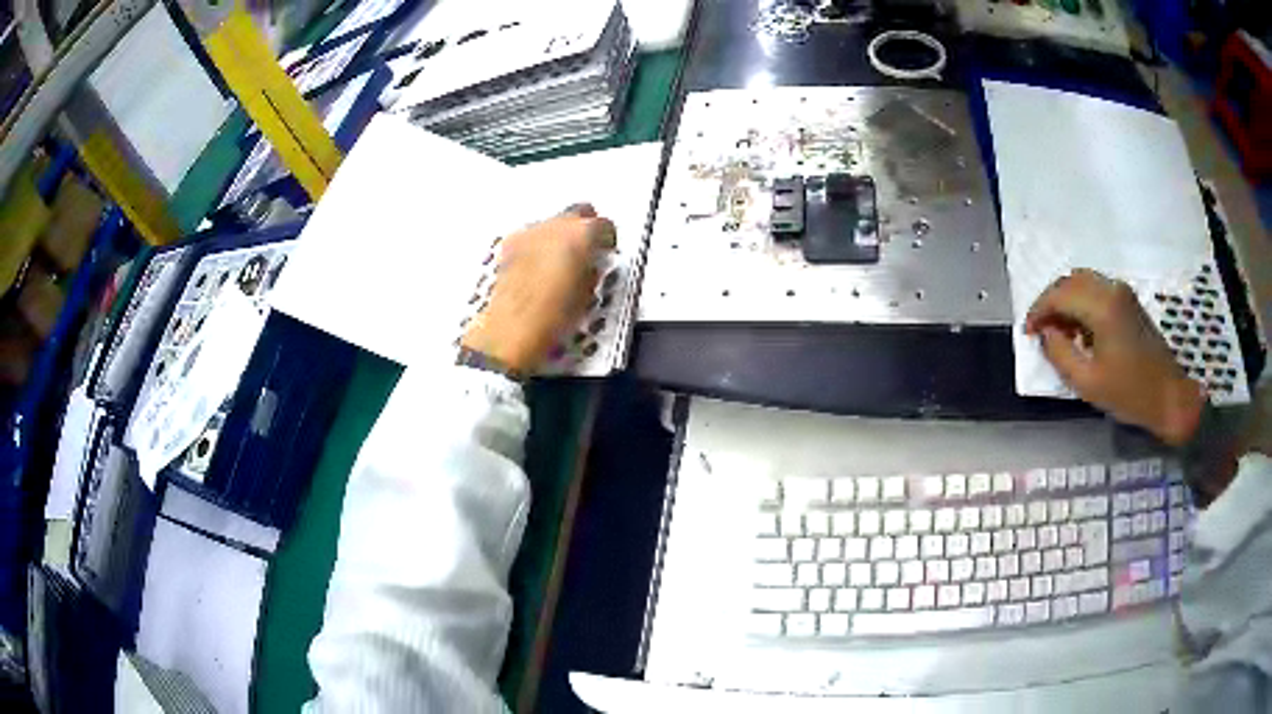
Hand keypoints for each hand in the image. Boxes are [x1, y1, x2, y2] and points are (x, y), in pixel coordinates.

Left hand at [461, 205, 615, 374]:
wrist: (511, 328)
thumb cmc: (555, 315)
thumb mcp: (586, 295)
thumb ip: (591, 270)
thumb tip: (589, 264)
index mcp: (582, 234)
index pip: (605, 225)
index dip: (608, 239)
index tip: (607, 250)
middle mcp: (556, 224)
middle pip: (577, 212)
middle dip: (584, 227)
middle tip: (587, 248)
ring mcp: (530, 231)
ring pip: (552, 223)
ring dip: (559, 235)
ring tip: (560, 259)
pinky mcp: (509, 243)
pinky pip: (532, 236)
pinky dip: (538, 244)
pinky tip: (537, 265)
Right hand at [1025, 269, 1205, 445]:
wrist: (1169, 395)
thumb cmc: (1129, 393)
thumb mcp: (1088, 383)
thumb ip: (1060, 354)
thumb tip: (1045, 334)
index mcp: (1102, 306)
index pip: (1059, 294)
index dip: (1038, 310)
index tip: (1027, 332)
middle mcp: (1112, 288)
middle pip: (1070, 281)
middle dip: (1050, 302)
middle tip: (1040, 330)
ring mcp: (1122, 292)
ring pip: (1083, 282)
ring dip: (1066, 301)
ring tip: (1059, 331)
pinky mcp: (1128, 300)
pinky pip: (1096, 289)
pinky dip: (1081, 303)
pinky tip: (1080, 330)